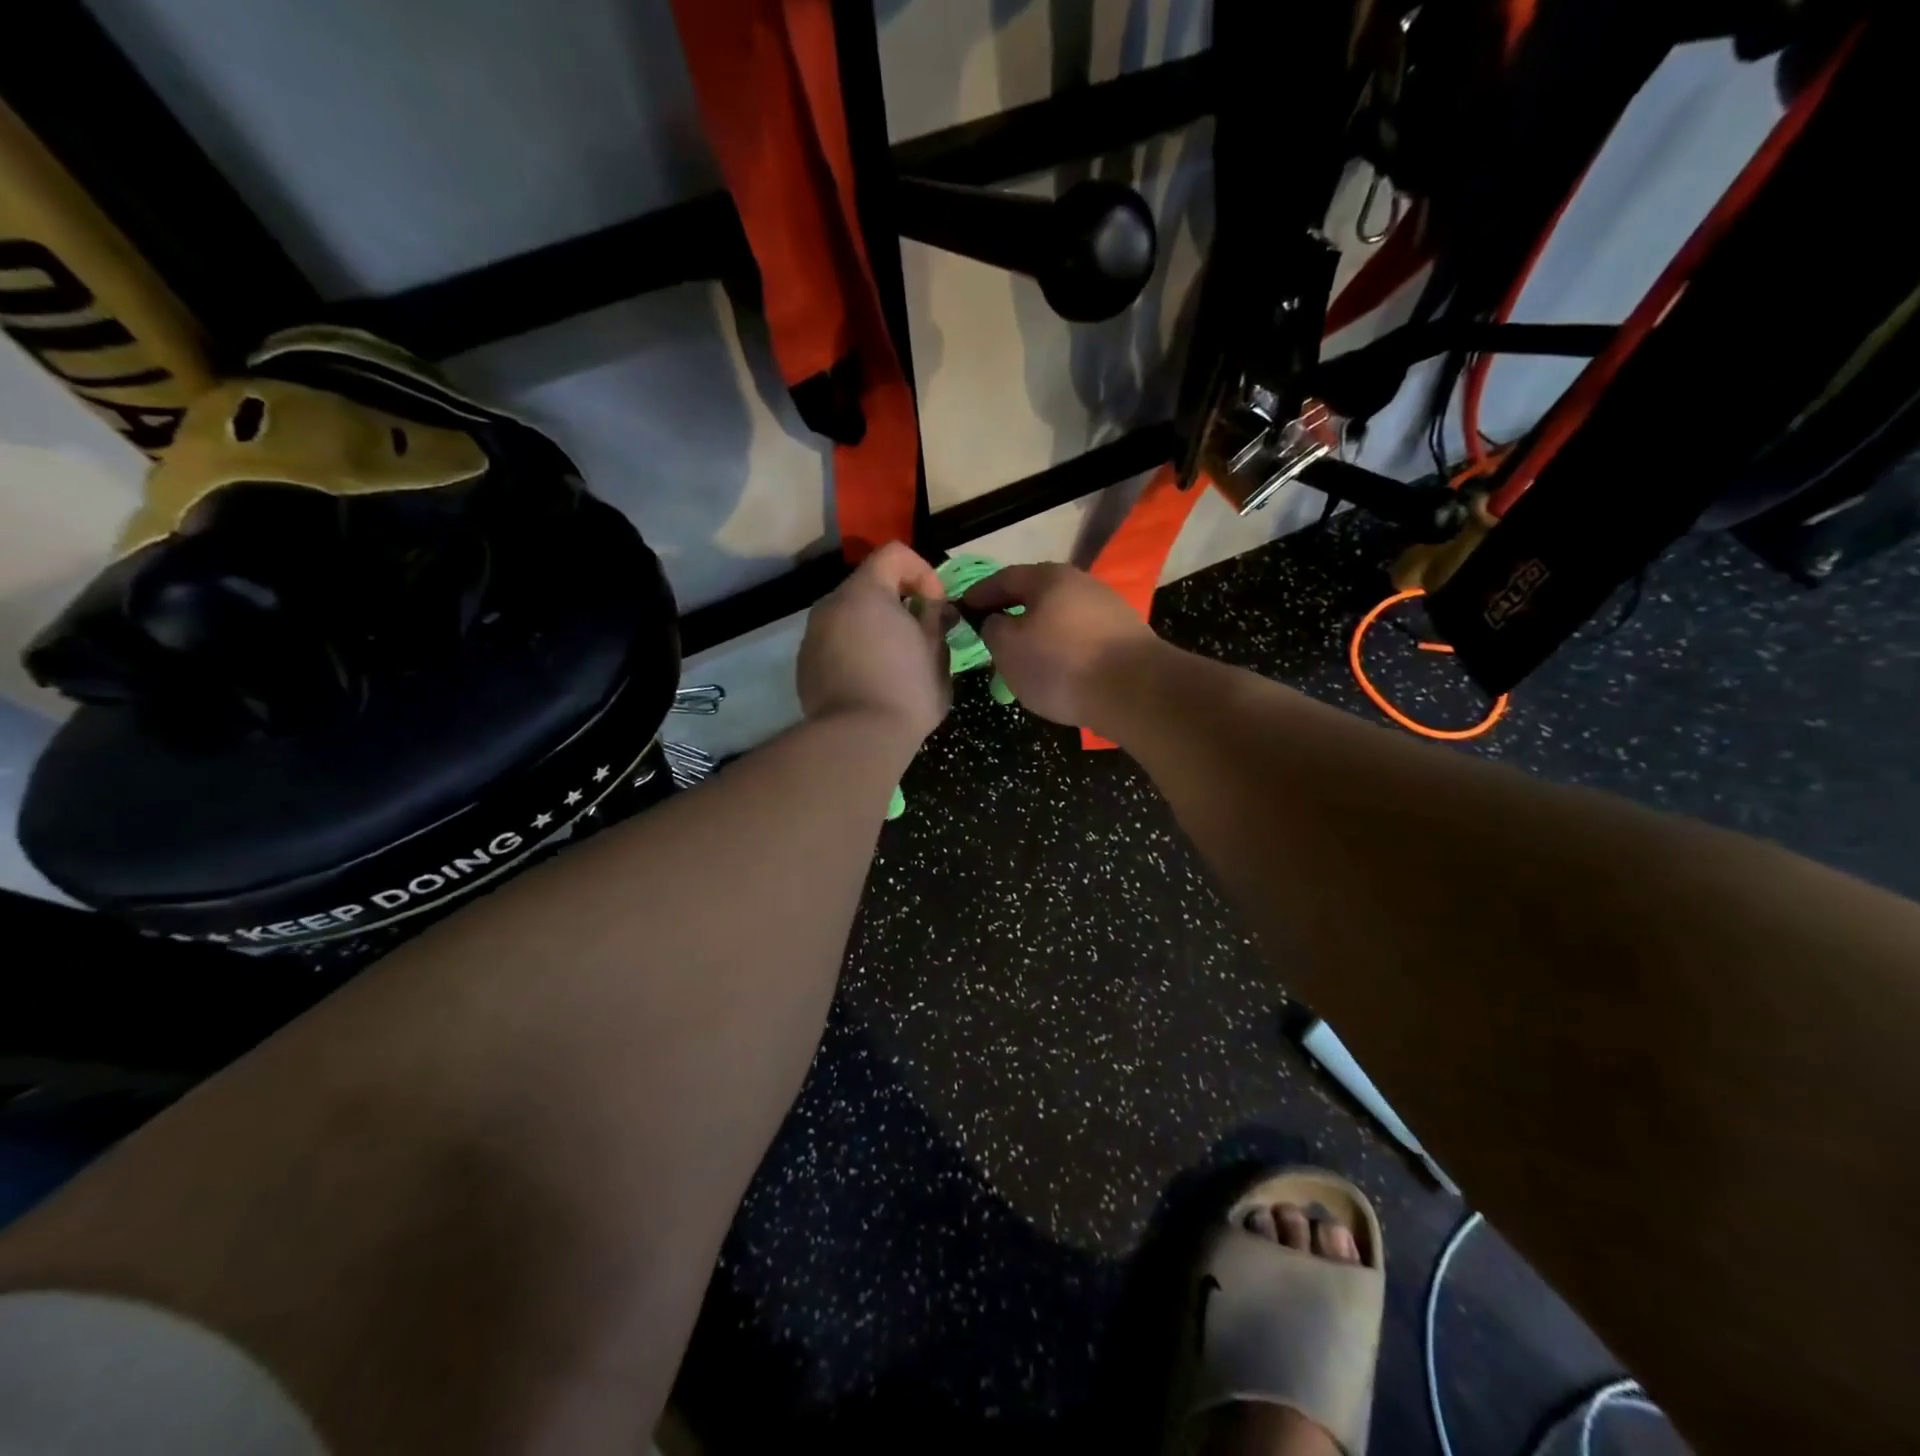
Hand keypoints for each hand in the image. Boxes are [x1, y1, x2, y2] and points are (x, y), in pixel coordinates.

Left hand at [798, 542, 950, 742]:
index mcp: (866, 593)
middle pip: (869, 585)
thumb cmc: (906, 691)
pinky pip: (834, 643)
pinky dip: (853, 649)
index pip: (894, 553)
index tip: (935, 606)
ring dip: (873, 627)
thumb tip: (934, 607)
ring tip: (894, 661)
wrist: (858, 740)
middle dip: (897, 602)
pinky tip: (869, 681)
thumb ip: (935, 619)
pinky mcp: (804, 665)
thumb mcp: (936, 653)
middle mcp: (831, 605)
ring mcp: (812, 635)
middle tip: (919, 635)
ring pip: (849, 616)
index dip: (922, 572)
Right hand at [962, 563, 1160, 729]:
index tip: (961, 609)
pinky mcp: (1125, 639)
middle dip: (1012, 614)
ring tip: (1023, 659)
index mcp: (1048, 577)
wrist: (1135, 691)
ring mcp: (1108, 610)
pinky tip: (1058, 672)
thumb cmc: (1061, 664)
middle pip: (1037, 596)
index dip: (979, 594)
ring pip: (1060, 619)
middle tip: (991, 635)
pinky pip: (1081, 640)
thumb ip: (992, 629)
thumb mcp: (1008, 648)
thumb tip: (996, 621)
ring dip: (1039, 635)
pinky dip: (1063, 651)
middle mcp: (1081, 584)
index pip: (1004, 578)